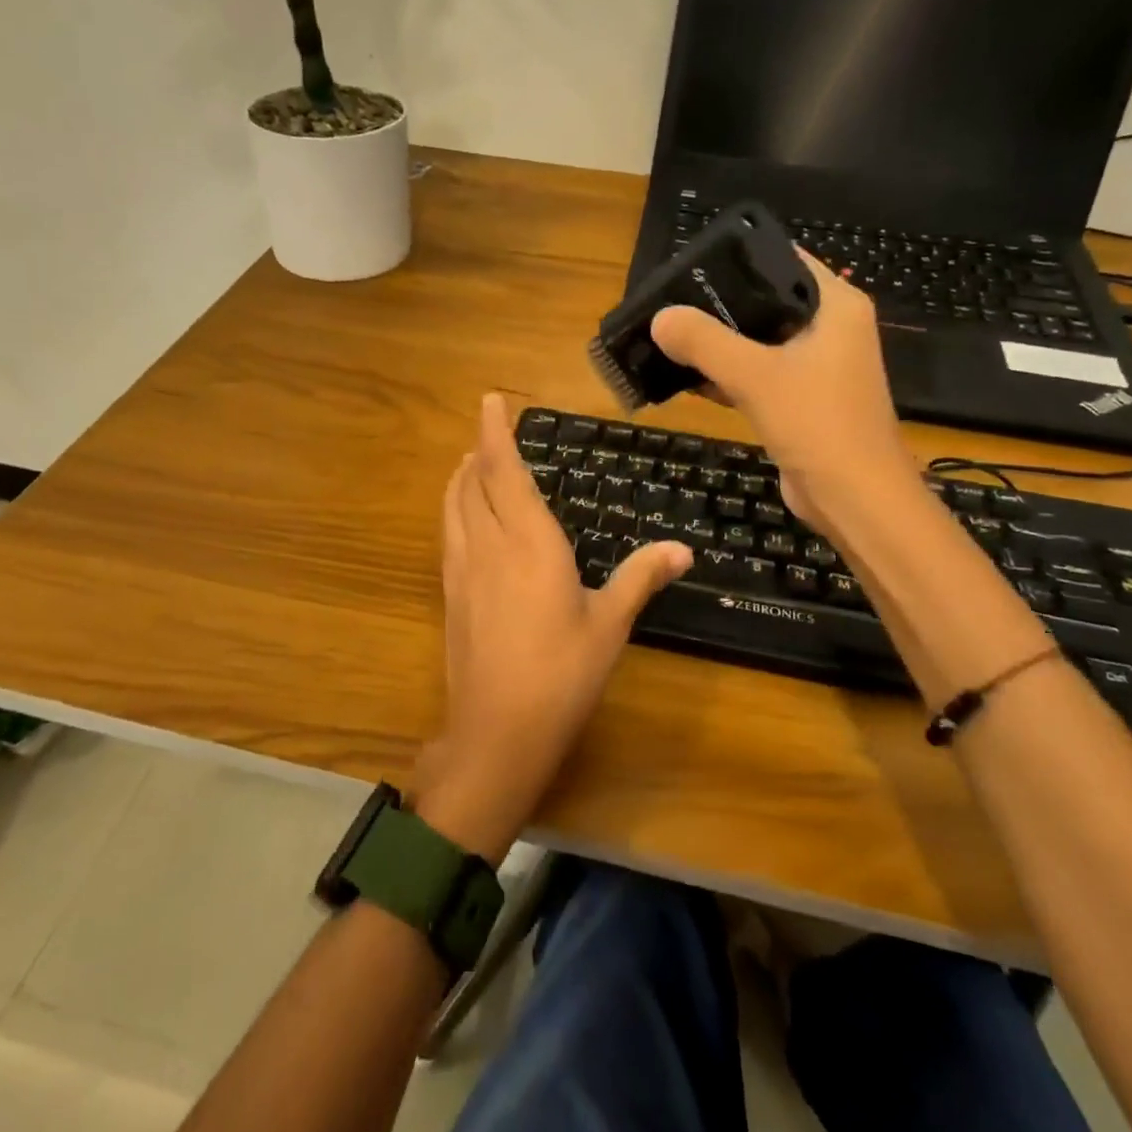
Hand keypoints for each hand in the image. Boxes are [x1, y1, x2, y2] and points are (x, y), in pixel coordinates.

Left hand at [414, 394, 691, 860]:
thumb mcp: (610, 624)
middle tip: (488, 433)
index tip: (490, 400)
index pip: (504, 471)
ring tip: (470, 466)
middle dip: (478, 452)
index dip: (495, 433)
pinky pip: (448, 535)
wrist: (497, 731)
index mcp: (530, 542)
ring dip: (459, 479)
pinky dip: (454, 510)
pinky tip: (465, 522)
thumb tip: (683, 549)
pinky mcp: (450, 596)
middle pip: (472, 483)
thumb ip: (642, 577)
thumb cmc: (562, 674)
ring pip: (453, 507)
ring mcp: (462, 571)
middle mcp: (488, 545)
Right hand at [649, 250, 913, 527]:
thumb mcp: (757, 376)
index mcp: (835, 305)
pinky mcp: (798, 399)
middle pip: (763, 301)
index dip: (735, 258)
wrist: (855, 500)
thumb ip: (706, 342)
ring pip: (756, 341)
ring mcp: (814, 366)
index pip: (781, 259)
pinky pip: (755, 374)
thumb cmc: (818, 425)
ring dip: (715, 343)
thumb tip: (659, 317)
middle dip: (715, 304)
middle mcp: (828, 328)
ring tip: (665, 334)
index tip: (687, 265)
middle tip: (665, 302)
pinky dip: (723, 374)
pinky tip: (682, 376)